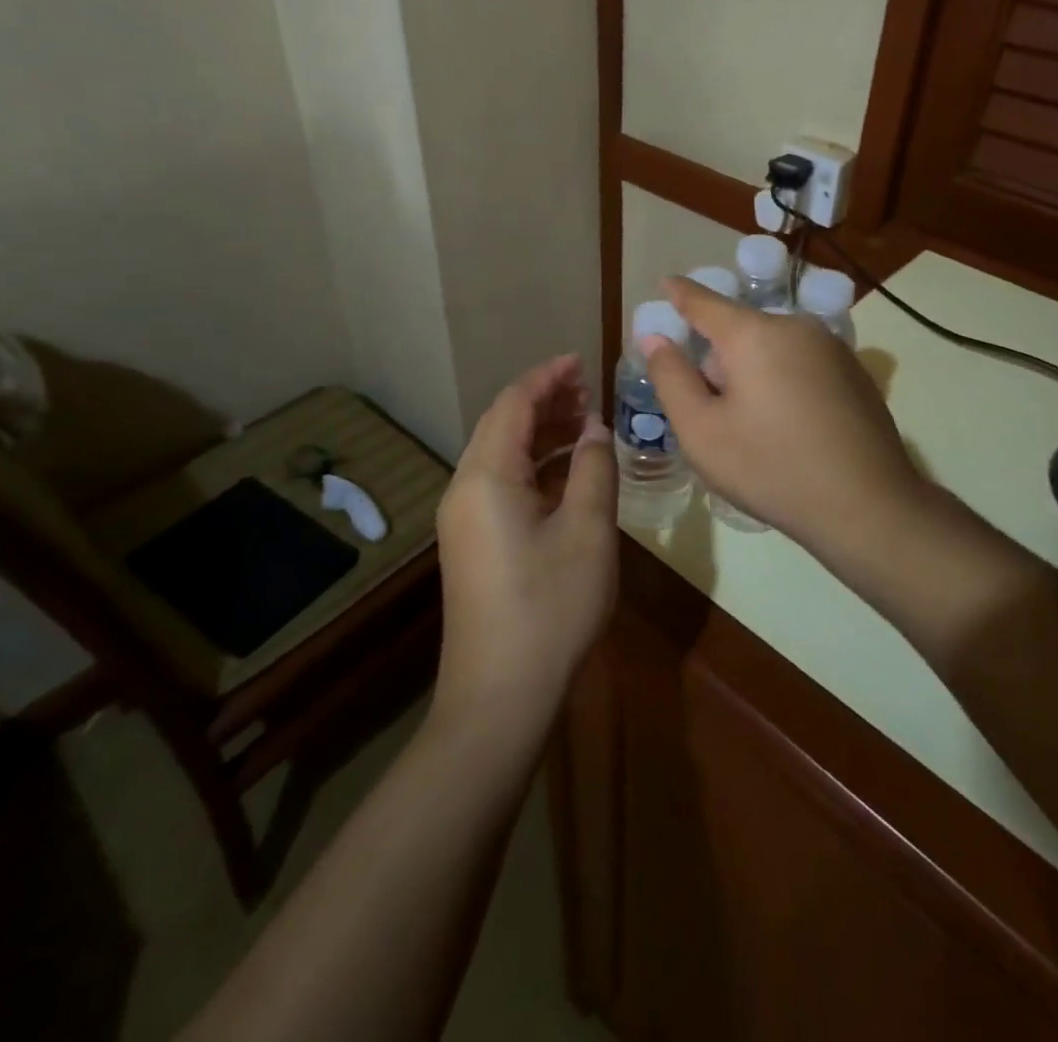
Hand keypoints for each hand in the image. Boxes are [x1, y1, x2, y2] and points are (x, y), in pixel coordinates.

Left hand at [433, 355, 616, 733]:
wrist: (498, 696)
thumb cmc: (549, 607)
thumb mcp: (587, 531)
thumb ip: (593, 468)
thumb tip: (593, 428)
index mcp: (487, 475)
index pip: (514, 403)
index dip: (548, 376)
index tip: (583, 361)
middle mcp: (465, 488)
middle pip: (503, 424)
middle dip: (545, 401)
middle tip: (589, 391)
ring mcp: (463, 518)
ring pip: (501, 455)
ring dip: (540, 433)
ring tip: (584, 424)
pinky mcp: (471, 543)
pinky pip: (501, 484)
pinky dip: (533, 466)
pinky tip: (567, 474)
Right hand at [642, 277, 929, 560]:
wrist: (867, 506)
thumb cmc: (770, 468)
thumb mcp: (701, 431)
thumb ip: (670, 377)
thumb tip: (655, 338)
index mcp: (754, 333)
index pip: (704, 301)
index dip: (679, 293)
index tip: (664, 283)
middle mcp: (796, 326)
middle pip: (740, 331)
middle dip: (719, 360)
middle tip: (714, 413)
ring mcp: (832, 347)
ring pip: (772, 348)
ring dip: (753, 373)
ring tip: (754, 428)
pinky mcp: (854, 372)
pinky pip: (801, 363)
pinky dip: (784, 382)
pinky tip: (791, 430)